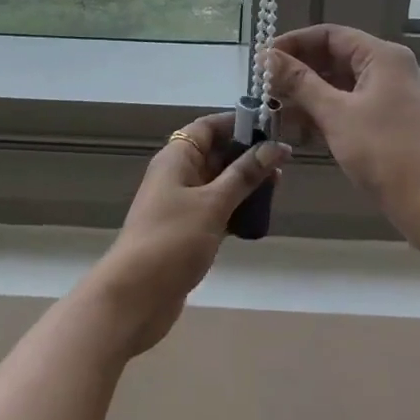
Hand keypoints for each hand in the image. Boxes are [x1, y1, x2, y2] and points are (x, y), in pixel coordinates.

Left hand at [84, 113, 289, 357]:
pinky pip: (216, 208)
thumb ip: (244, 174)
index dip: (238, 122)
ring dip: (245, 183)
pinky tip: (260, 216)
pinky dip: (236, 208)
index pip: (208, 127)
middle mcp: (177, 174)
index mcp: (176, 158)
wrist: (136, 296)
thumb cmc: (173, 240)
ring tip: (278, 186)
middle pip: (215, 153)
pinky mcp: (187, 230)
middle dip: (247, 154)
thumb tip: (275, 146)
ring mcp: (180, 204)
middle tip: (283, 161)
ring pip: (218, 182)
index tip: (271, 127)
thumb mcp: (213, 203)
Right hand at [263, 25, 419, 256]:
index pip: (329, 35)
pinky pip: (350, 105)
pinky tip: (298, 128)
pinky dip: (325, 112)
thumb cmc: (384, 152)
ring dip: (308, 94)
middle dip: (298, 71)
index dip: (294, 43)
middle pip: (335, 57)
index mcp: (382, 56)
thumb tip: (266, 57)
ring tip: (274, 108)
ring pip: (340, 84)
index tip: (263, 59)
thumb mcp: (335, 114)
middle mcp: (390, 69)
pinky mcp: (389, 120)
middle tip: (264, 87)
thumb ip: (299, 82)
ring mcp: (391, 96)